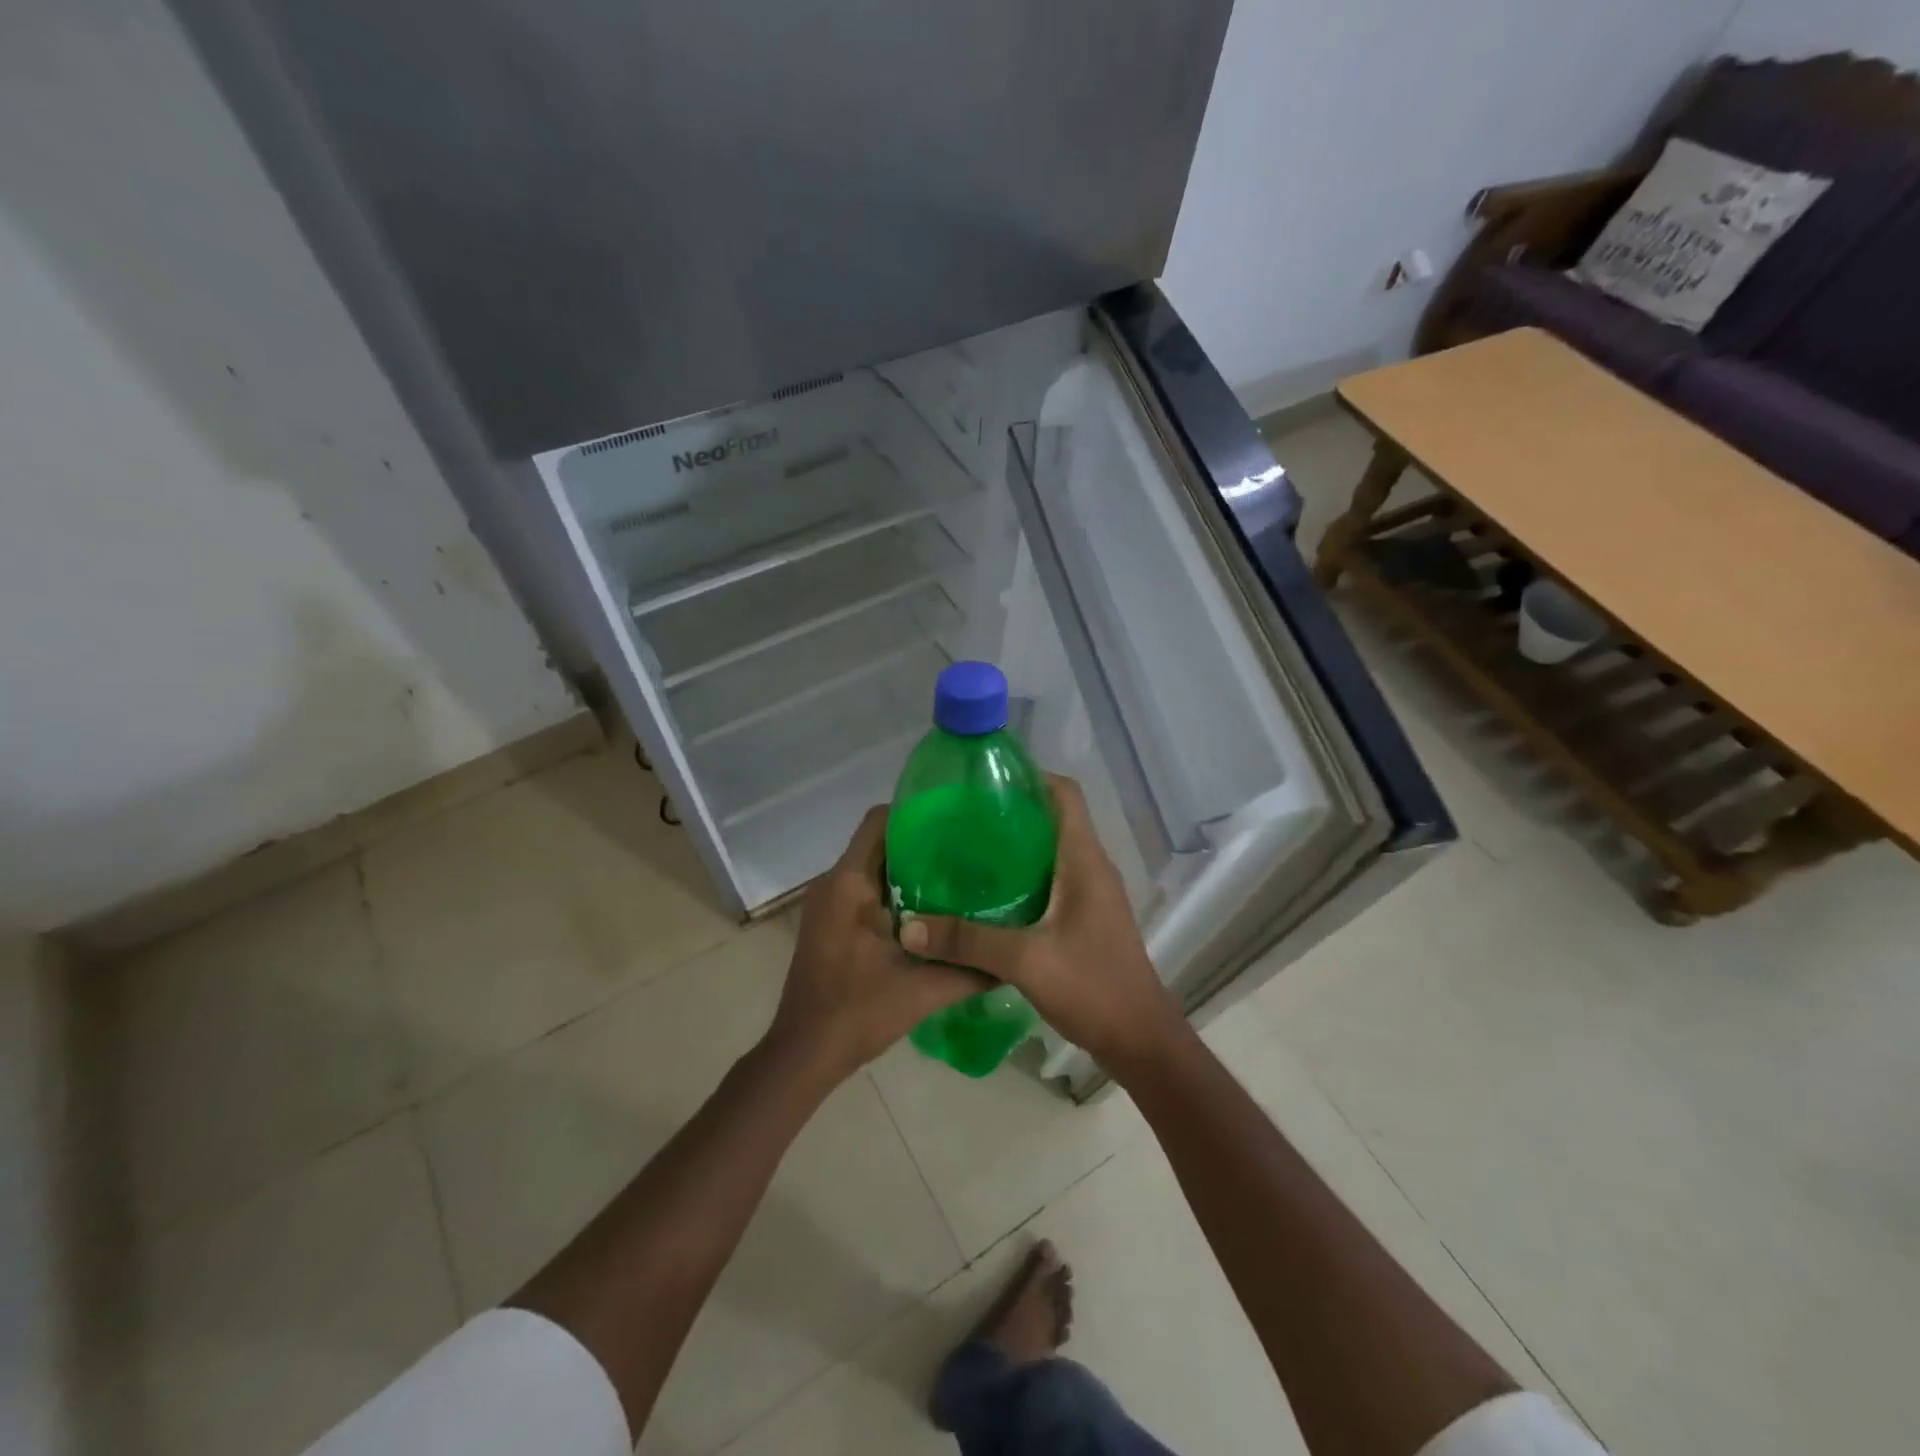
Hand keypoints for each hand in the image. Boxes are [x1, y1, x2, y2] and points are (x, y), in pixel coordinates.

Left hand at [768, 806, 986, 1083]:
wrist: (804, 1054)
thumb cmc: (857, 1013)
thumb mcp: (923, 990)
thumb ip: (971, 969)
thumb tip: (1012, 956)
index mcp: (849, 883)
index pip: (880, 821)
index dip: (917, 812)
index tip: (957, 821)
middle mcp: (834, 883)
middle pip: (879, 841)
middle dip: (922, 842)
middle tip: (968, 851)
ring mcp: (828, 903)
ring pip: (873, 866)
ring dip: (909, 869)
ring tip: (958, 877)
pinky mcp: (830, 922)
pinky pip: (865, 889)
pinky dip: (894, 890)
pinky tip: (931, 911)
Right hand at [899, 776, 1183, 1075]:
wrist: (1140, 1041)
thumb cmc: (1092, 988)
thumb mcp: (1025, 961)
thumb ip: (967, 941)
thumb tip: (908, 927)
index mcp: (1085, 860)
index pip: (1065, 794)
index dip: (1030, 777)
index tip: (984, 781)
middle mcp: (1091, 868)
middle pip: (1053, 819)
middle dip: (1010, 812)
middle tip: (960, 818)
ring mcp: (1091, 895)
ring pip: (1050, 852)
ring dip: (1014, 847)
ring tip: (965, 852)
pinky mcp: (1085, 918)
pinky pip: (1051, 881)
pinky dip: (1021, 878)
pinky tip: (986, 896)